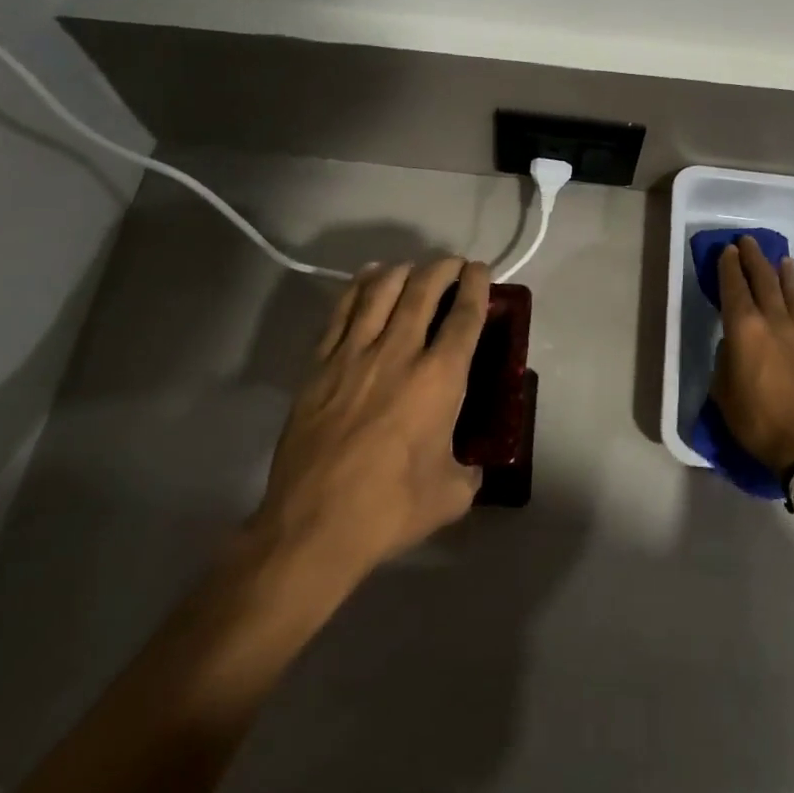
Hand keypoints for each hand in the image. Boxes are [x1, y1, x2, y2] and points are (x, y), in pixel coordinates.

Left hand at [251, 256, 489, 579]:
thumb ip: (469, 470)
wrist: (313, 526)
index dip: (476, 286)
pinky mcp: (319, 364)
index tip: (480, 271)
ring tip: (413, 268)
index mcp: (439, 379)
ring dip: (403, 270)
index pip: (465, 315)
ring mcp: (354, 354)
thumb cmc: (390, 509)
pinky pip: (341, 309)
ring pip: (381, 290)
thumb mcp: (451, 494)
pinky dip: (359, 286)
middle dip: (443, 268)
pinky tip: (369, 279)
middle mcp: (399, 352)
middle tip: (453, 265)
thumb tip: (472, 465)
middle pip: (424, 289)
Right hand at [712, 237, 793, 474]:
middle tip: (746, 241)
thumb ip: (726, 362)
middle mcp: (772, 322)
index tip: (726, 250)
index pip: (734, 289)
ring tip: (777, 255)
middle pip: (762, 281)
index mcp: (744, 330)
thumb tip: (734, 347)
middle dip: (752, 259)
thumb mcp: (724, 393)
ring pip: (787, 291)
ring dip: (779, 271)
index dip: (729, 268)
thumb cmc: (757, 421)